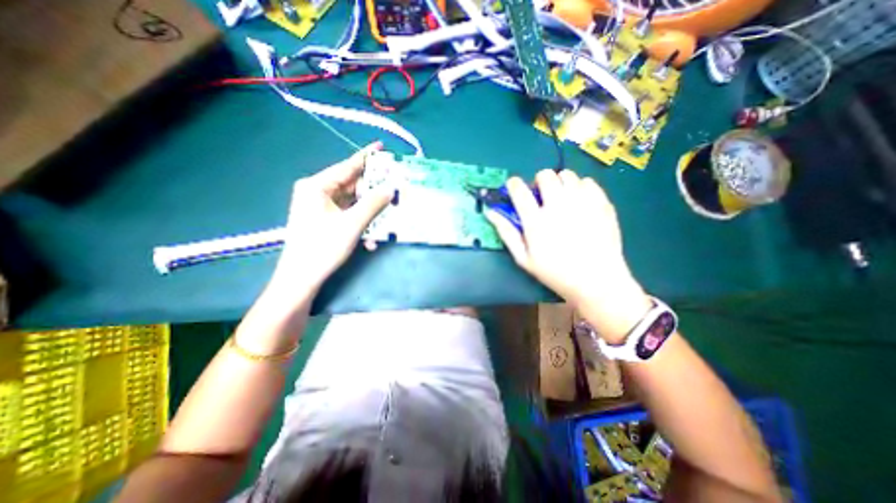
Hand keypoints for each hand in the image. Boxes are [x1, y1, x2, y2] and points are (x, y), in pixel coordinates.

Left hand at [264, 141, 392, 298]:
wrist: (302, 278)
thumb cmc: (323, 248)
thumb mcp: (352, 224)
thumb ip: (373, 204)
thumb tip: (391, 188)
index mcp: (317, 186)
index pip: (347, 166)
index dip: (366, 157)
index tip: (381, 147)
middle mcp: (317, 192)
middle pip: (351, 184)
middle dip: (373, 188)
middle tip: (394, 185)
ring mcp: (320, 207)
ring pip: (352, 201)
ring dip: (369, 210)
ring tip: (388, 213)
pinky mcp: (325, 220)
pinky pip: (348, 214)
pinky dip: (361, 222)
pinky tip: (371, 237)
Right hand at [484, 171, 652, 344]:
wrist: (596, 280)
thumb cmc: (555, 272)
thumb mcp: (524, 258)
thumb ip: (506, 233)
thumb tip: (490, 212)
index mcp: (536, 220)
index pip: (519, 189)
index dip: (513, 184)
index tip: (514, 188)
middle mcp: (558, 205)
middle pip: (544, 175)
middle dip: (539, 183)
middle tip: (542, 197)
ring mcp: (582, 202)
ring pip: (566, 174)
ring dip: (560, 183)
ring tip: (562, 199)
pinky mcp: (601, 203)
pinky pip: (587, 181)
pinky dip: (580, 188)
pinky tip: (580, 203)